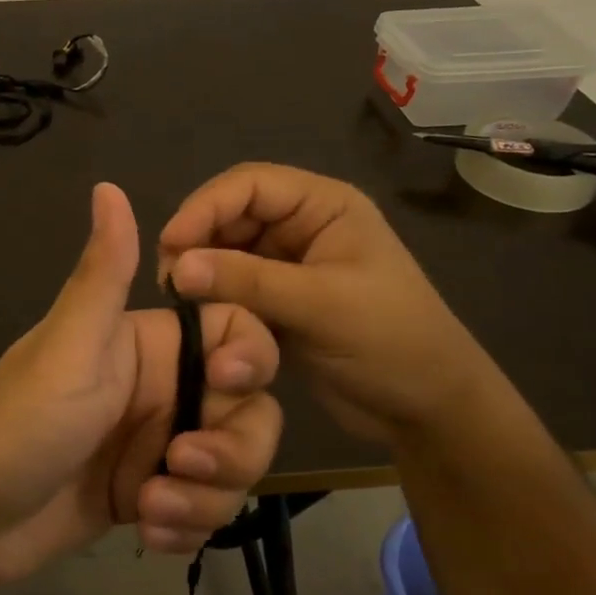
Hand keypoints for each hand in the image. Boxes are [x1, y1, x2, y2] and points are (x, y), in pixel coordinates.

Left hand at [0, 182, 283, 587]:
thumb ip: (101, 274)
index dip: (251, 355)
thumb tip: (107, 186)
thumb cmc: (16, 425)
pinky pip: (204, 507)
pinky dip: (186, 523)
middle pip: (249, 408)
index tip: (231, 385)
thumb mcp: (66, 347)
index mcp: (148, 343)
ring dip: (206, 495)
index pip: (235, 331)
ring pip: (232, 464)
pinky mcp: (149, 494)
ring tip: (151, 508)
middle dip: (231, 447)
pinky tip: (146, 530)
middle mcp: (162, 389)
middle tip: (180, 464)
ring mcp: (157, 445)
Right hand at [158, 163, 494, 446]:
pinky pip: (232, 288)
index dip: (205, 206)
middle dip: (198, 240)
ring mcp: (288, 265)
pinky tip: (195, 317)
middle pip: (232, 215)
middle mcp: (302, 227)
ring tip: (177, 300)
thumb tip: (175, 266)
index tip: (170, 243)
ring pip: (226, 252)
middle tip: (167, 279)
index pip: (251, 185)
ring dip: (202, 271)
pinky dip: (213, 298)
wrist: (427, 409)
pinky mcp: (277, 302)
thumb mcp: (322, 305)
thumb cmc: (391, 341)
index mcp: (324, 207)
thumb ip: (248, 281)